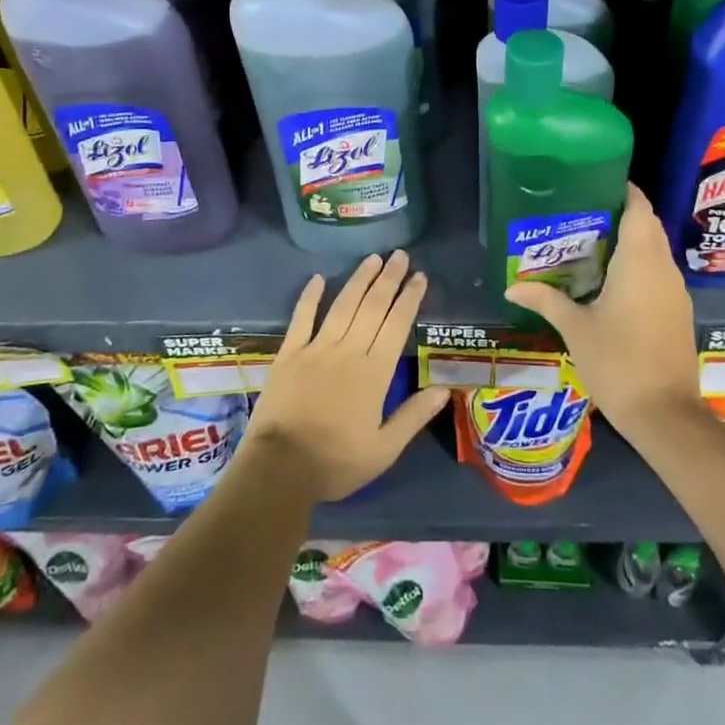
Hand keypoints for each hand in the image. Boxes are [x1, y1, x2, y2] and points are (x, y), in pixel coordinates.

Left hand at [244, 251, 450, 503]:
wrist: (279, 469)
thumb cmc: (336, 462)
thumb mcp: (384, 450)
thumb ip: (414, 416)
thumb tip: (445, 388)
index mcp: (374, 372)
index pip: (397, 325)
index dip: (409, 298)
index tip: (420, 277)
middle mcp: (348, 351)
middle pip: (372, 307)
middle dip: (389, 279)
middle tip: (400, 255)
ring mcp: (316, 349)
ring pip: (343, 306)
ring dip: (359, 280)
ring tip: (373, 259)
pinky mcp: (289, 354)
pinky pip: (301, 318)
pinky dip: (310, 297)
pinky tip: (318, 278)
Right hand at [504, 183, 701, 438]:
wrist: (666, 415)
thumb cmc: (618, 362)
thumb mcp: (575, 329)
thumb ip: (546, 301)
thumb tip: (511, 288)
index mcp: (640, 262)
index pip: (639, 209)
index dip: (624, 191)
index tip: (597, 183)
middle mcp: (663, 269)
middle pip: (648, 226)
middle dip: (622, 215)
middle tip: (584, 214)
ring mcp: (675, 292)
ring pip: (656, 251)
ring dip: (632, 241)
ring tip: (592, 243)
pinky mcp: (679, 312)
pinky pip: (659, 273)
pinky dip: (640, 265)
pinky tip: (612, 281)